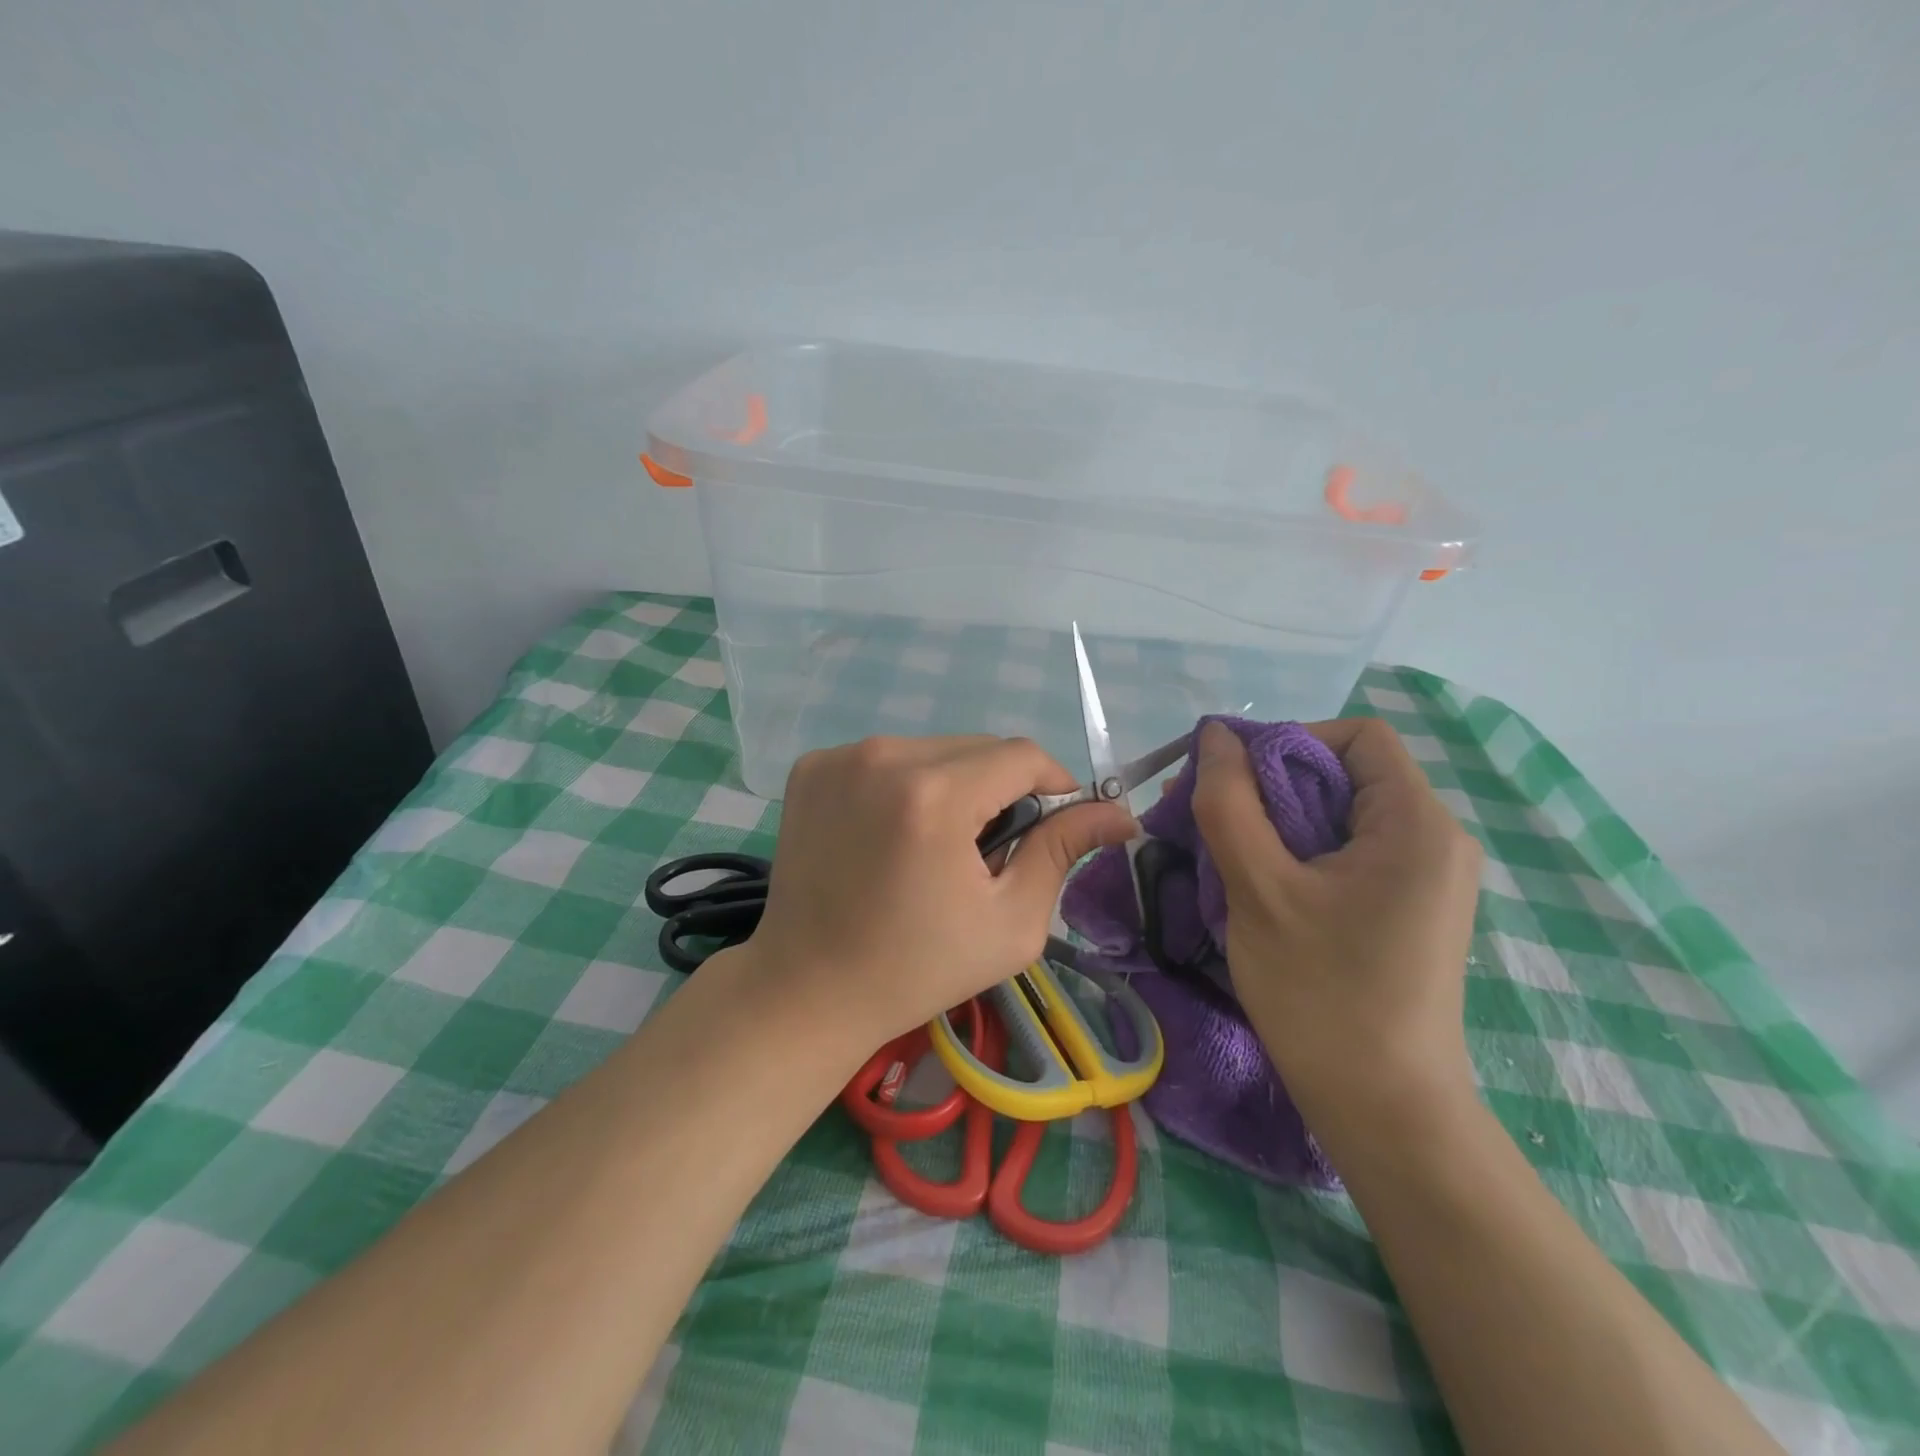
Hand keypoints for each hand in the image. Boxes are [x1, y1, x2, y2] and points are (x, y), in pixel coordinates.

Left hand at [743, 736, 1135, 1050]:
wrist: (808, 988)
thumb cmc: (917, 968)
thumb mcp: (1011, 922)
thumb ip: (1063, 851)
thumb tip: (1119, 814)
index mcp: (935, 796)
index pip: (1022, 755)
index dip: (1053, 784)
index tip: (1054, 823)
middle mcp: (883, 756)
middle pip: (977, 747)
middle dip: (1001, 788)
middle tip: (991, 849)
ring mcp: (840, 757)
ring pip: (933, 749)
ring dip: (954, 784)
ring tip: (938, 845)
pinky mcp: (812, 767)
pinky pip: (887, 758)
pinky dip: (906, 785)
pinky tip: (892, 835)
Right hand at [1190, 718, 1482, 1138]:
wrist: (1385, 1111)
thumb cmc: (1321, 994)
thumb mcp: (1259, 889)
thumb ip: (1230, 803)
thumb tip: (1216, 734)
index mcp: (1417, 823)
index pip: (1356, 736)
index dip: (1288, 741)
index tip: (1231, 780)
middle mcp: (1436, 839)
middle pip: (1346, 774)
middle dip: (1270, 785)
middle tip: (1209, 818)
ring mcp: (1427, 878)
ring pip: (1341, 816)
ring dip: (1277, 822)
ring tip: (1225, 855)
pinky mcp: (1411, 909)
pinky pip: (1349, 853)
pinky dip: (1299, 853)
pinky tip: (1260, 886)